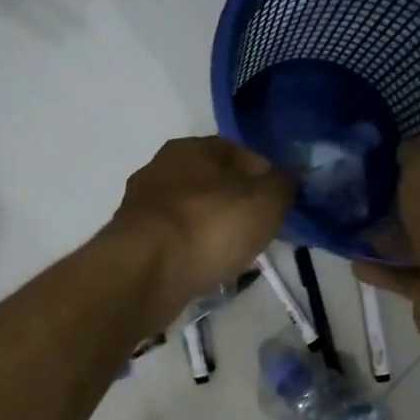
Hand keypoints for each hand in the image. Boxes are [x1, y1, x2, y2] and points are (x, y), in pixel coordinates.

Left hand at [103, 137, 293, 324]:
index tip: (280, 205)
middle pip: (213, 184)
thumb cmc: (210, 225)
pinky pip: (175, 242)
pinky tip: (206, 270)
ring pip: (192, 214)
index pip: (239, 153)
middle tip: (259, 232)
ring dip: (214, 231)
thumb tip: (288, 178)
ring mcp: (142, 206)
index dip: (265, 177)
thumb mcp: (266, 201)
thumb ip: (283, 185)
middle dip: (237, 205)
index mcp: (191, 147)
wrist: (146, 271)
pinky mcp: (132, 241)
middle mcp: (161, 168)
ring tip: (235, 256)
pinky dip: (192, 252)